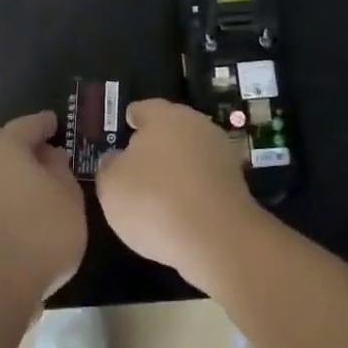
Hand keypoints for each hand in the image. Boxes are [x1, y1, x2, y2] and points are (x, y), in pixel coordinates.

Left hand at [0, 110, 86, 320]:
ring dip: (16, 173)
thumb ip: (61, 170)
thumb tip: (50, 156)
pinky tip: (29, 210)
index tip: (58, 125)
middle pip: (4, 144)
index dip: (47, 124)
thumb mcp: (68, 196)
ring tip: (44, 187)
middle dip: (25, 146)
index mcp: (5, 145)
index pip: (29, 124)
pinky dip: (9, 195)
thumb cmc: (39, 231)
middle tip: (50, 156)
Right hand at [96, 99, 264, 286]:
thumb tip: (117, 158)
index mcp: (164, 116)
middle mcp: (196, 125)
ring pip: (191, 153)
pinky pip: (206, 179)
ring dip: (178, 166)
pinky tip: (181, 209)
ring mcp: (221, 153)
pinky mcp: (237, 182)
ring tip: (159, 191)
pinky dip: (194, 188)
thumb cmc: (153, 202)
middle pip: (171, 128)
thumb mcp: (111, 186)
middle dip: (156, 143)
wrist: (218, 238)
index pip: (143, 109)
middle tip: (138, 164)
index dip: (132, 120)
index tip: (125, 129)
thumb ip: (110, 166)